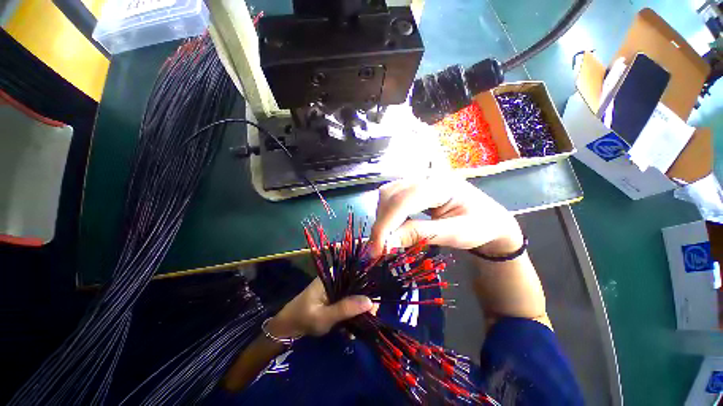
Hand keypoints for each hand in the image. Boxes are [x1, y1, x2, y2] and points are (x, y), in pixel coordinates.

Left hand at [267, 278, 372, 337]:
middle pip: (357, 286)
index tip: (373, 307)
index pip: (356, 275)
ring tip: (358, 328)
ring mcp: (335, 287)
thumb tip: (370, 302)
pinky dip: (350, 314)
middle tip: (368, 321)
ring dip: (357, 311)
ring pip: (353, 295)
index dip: (368, 289)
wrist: (287, 328)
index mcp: (333, 275)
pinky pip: (347, 302)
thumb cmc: (303, 319)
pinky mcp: (334, 297)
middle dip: (363, 304)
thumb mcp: (324, 316)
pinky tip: (351, 329)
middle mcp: (336, 278)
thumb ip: (346, 308)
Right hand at [369, 176, 522, 256]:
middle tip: (379, 249)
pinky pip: (392, 196)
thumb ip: (420, 235)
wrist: (489, 218)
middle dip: (382, 222)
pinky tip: (392, 226)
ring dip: (382, 217)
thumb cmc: (479, 226)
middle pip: (391, 195)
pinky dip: (387, 213)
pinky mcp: (414, 186)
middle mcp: (426, 176)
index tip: (376, 250)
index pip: (403, 200)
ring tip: (386, 239)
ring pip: (388, 194)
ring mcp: (419, 179)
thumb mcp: (455, 234)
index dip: (386, 224)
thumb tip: (386, 242)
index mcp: (441, 184)